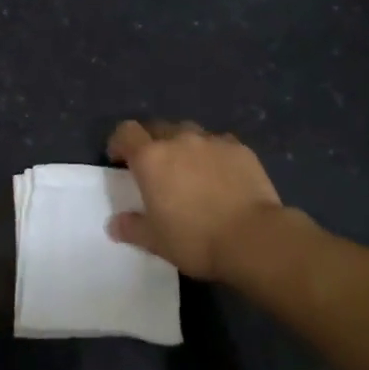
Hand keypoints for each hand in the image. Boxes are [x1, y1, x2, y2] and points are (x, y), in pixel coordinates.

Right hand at [106, 119, 282, 281]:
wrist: (253, 238)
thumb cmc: (195, 240)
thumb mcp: (156, 241)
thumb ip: (132, 228)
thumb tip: (114, 224)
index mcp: (151, 158)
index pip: (126, 132)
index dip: (119, 142)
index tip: (119, 160)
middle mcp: (179, 140)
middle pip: (157, 128)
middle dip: (151, 142)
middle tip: (155, 168)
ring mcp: (212, 141)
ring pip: (189, 133)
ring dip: (182, 145)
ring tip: (189, 169)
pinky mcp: (240, 149)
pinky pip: (218, 143)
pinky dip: (212, 153)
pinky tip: (220, 175)